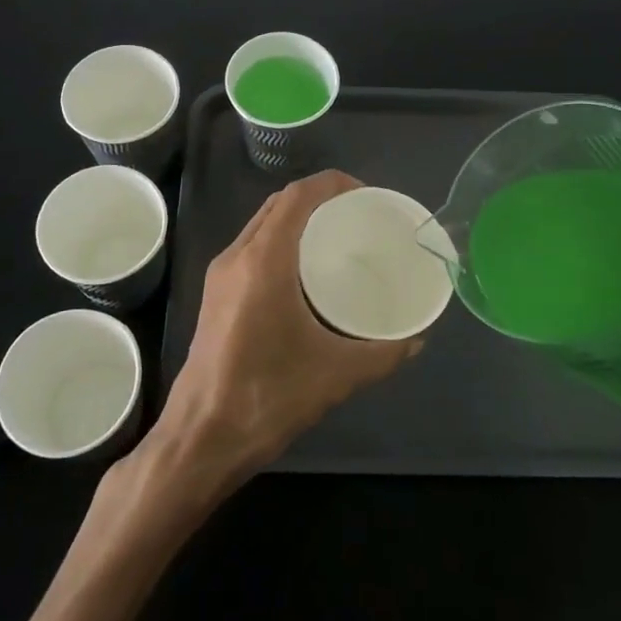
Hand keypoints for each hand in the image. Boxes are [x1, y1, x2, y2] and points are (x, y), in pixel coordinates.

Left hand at [154, 170, 421, 485]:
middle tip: (358, 216)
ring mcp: (221, 274)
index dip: (332, 184)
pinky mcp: (215, 294)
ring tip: (336, 238)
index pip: (297, 196)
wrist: (202, 437)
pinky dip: (280, 240)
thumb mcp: (336, 375)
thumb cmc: (268, 397)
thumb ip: (383, 354)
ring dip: (297, 218)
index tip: (366, 195)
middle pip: (279, 204)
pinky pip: (252, 246)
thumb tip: (418, 339)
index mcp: (264, 261)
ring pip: (262, 224)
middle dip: (318, 198)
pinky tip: (305, 271)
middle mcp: (237, 256)